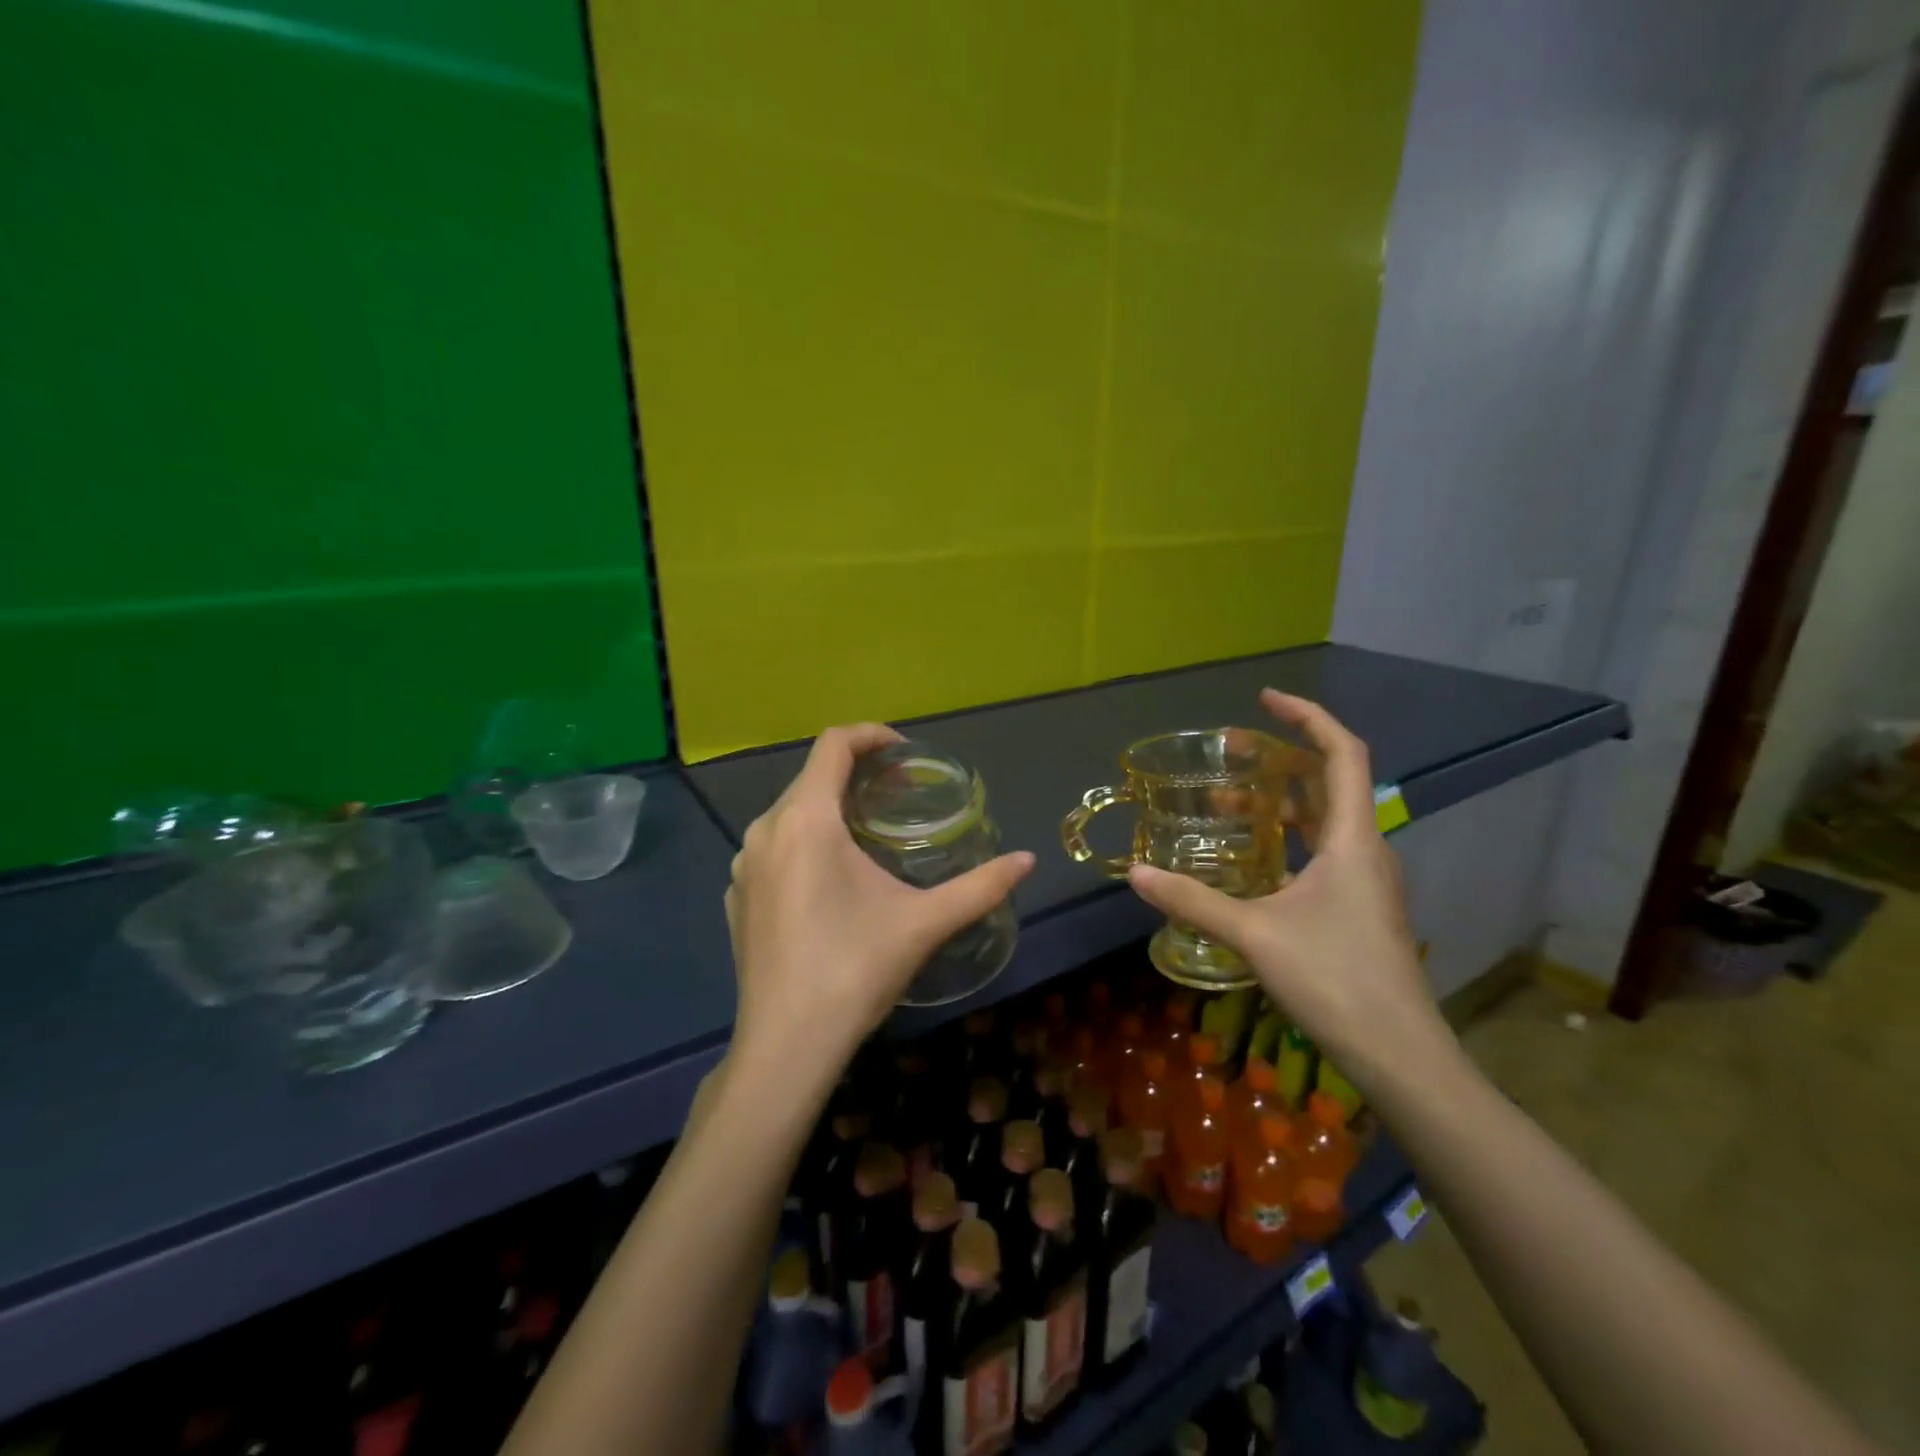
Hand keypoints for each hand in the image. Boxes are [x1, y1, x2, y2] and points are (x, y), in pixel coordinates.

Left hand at [724, 723, 1035, 1088]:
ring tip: (869, 835)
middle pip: (812, 775)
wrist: (786, 1046)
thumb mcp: (924, 923)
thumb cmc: (854, 971)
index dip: (872, 734)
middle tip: (900, 796)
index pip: (833, 743)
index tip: (905, 753)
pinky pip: (773, 846)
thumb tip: (1029, 861)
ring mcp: (743, 864)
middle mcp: (765, 829)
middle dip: (858, 774)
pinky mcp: (736, 896)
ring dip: (830, 808)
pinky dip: (805, 841)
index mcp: (806, 820)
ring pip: (791, 812)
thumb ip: (980, 886)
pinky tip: (831, 881)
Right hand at [1125, 691, 1456, 1090]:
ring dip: (1281, 800)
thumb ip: (1193, 901)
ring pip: (1325, 819)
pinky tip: (1252, 855)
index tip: (1263, 701)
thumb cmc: (1334, 979)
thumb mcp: (1254, 934)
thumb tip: (1136, 875)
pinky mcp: (1358, 906)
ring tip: (1226, 800)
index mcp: (1354, 839)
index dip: (1307, 717)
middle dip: (1282, 757)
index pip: (1342, 753)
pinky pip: (1322, 850)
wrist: (1399, 1053)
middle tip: (1231, 751)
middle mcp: (1366, 849)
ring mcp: (1365, 880)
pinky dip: (1287, 835)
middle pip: (1330, 781)